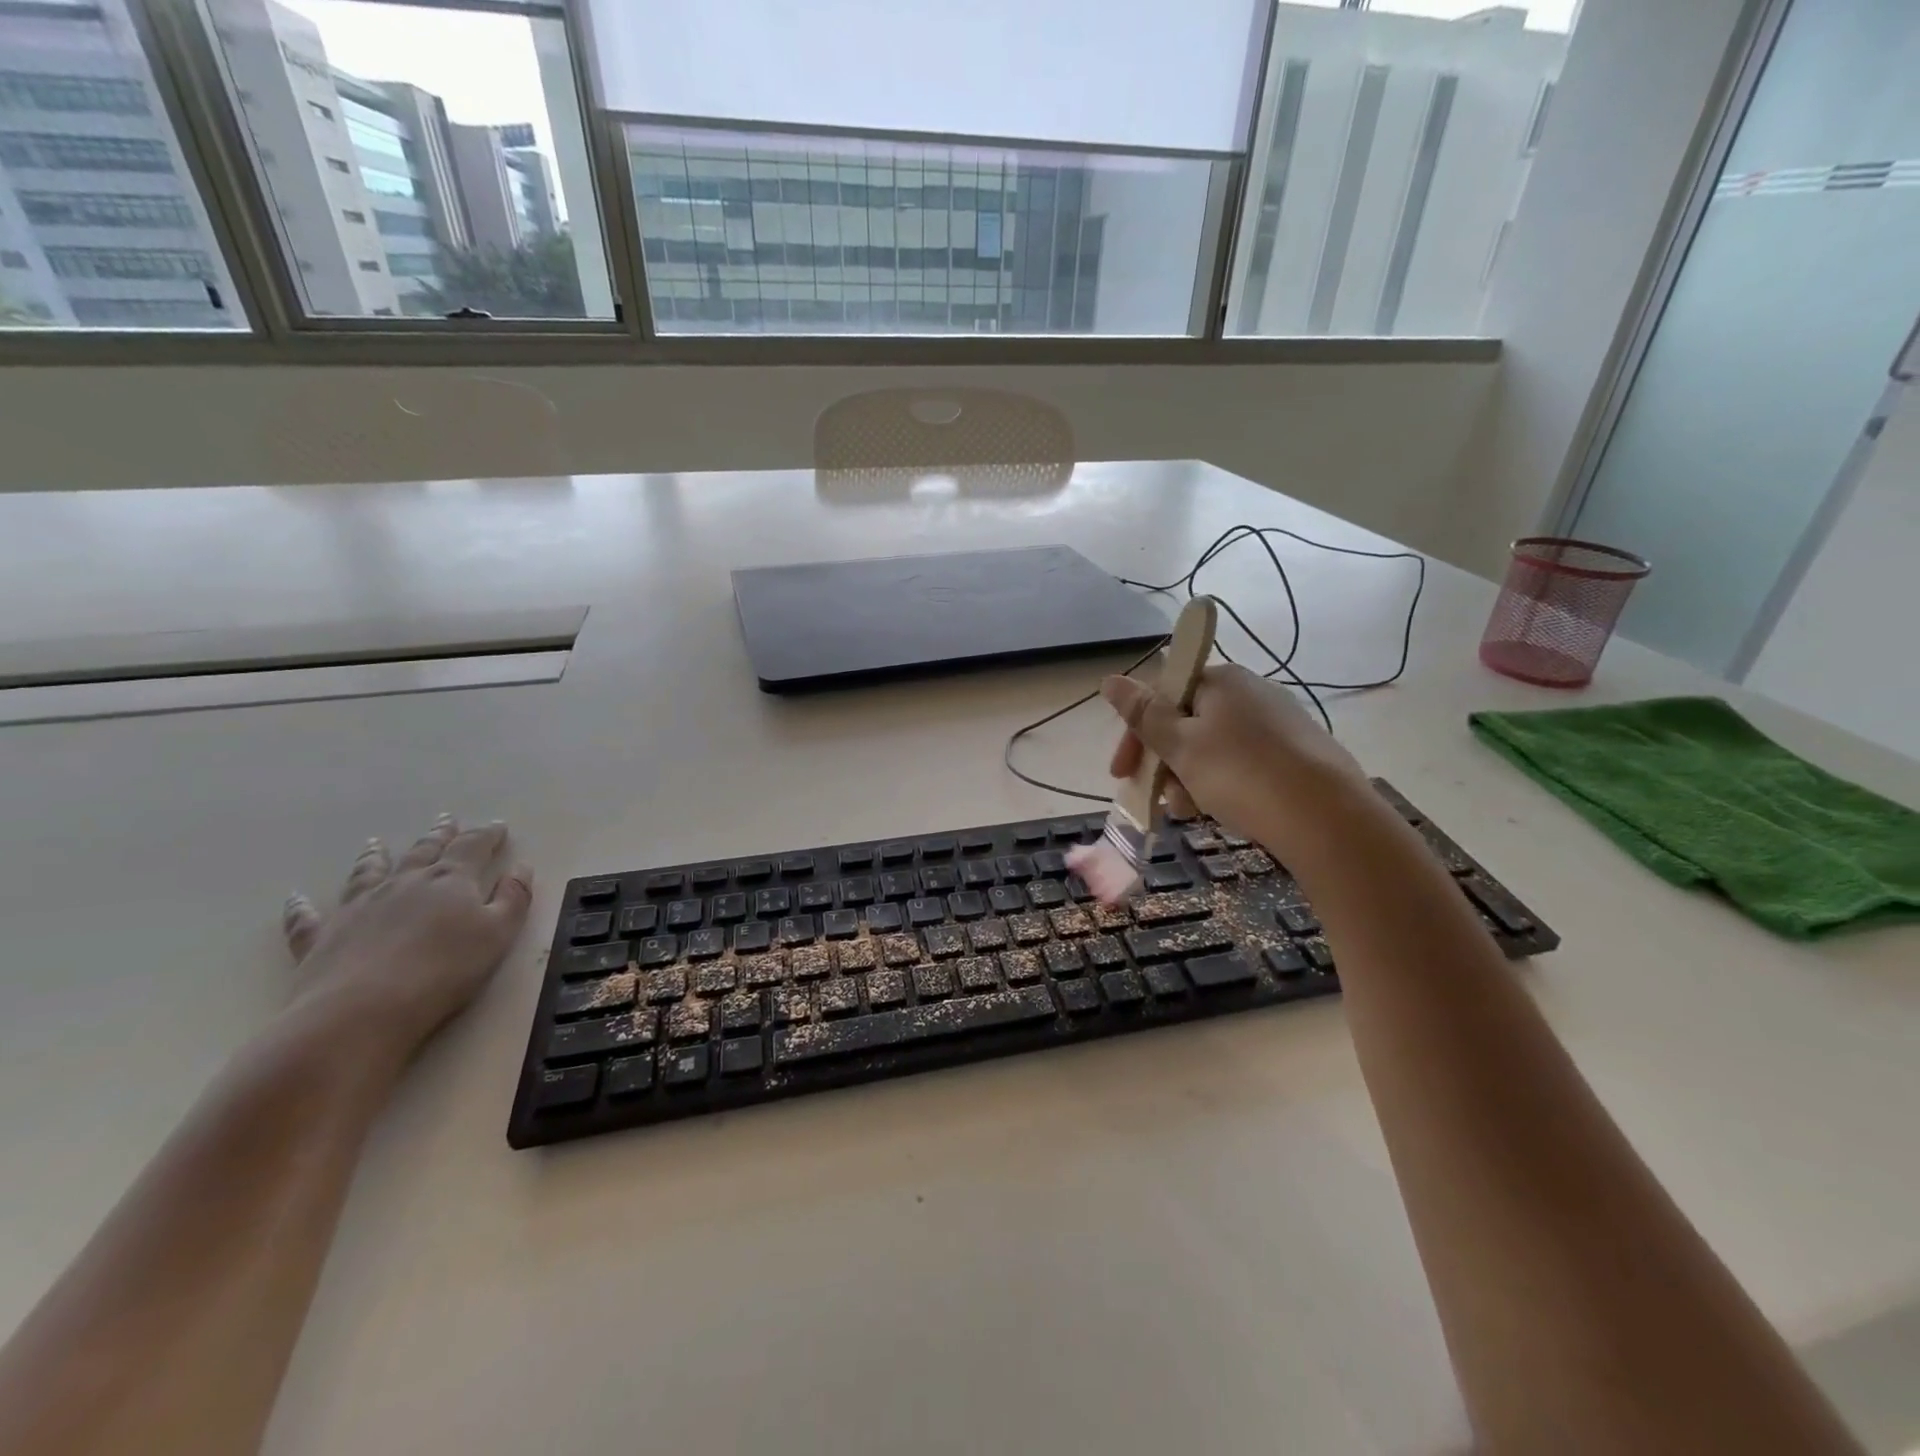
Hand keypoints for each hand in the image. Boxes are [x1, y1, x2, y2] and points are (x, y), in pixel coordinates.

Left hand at [281, 816, 532, 1059]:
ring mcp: (358, 907)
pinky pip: (308, 917)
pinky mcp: (321, 937)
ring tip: (375, 843)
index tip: (497, 826)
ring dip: (375, 856)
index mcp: (451, 880)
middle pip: (424, 851)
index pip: (473, 847)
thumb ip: (514, 898)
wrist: (360, 1012)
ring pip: (368, 873)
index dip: (487, 834)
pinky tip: (296, 898)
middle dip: (439, 835)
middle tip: (446, 820)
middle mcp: (404, 883)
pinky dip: (302, 907)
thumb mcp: (499, 934)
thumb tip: (520, 868)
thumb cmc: (444, 971)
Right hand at [1103, 664, 1365, 851]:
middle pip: (1187, 723)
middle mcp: (1251, 692)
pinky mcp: (1297, 753)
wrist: (1327, 817)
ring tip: (1189, 811)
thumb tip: (1109, 679)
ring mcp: (1278, 722)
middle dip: (1163, 762)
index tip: (1122, 773)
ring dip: (1188, 777)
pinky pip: (1242, 763)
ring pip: (1213, 747)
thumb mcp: (1181, 745)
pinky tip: (1221, 809)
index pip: (1162, 696)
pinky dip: (1221, 783)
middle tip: (1157, 799)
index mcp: (1222, 680)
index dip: (1136, 734)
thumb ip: (1143, 714)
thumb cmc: (1242, 774)